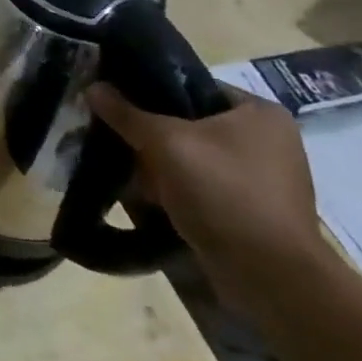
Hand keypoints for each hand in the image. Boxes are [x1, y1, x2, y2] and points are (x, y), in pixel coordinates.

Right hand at [87, 82, 334, 319]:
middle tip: (116, 139)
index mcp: (260, 113)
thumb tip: (93, 87)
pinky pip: (201, 186)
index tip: (116, 103)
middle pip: (190, 124)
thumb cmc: (222, 192)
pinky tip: (148, 198)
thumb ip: (127, 114)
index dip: (151, 91)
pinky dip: (175, 190)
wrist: (268, 274)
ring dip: (159, 166)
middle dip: (151, 136)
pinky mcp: (251, 210)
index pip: (193, 86)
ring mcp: (262, 178)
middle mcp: (268, 140)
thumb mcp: (165, 143)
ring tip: (125, 171)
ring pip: (192, 158)